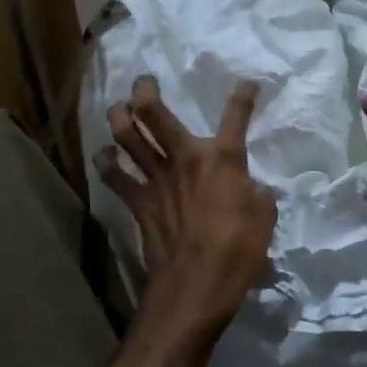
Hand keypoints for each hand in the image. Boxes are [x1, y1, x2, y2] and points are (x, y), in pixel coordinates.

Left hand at [98, 76, 276, 340]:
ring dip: (119, 118)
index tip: (247, 85)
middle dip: (146, 91)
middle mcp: (186, 157)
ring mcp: (157, 178)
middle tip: (143, 82)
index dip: (243, 96)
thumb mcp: (264, 215)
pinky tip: (103, 155)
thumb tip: (247, 186)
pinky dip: (106, 163)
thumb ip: (254, 191)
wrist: (197, 284)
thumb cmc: (239, 249)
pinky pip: (116, 177)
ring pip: (128, 137)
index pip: (236, 116)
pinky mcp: (139, 202)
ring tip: (118, 109)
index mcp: (224, 158)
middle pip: (156, 114)